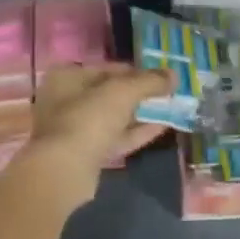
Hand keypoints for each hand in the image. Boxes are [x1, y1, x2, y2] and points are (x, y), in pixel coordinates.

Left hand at [11, 63, 172, 209]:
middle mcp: (66, 100)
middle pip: (110, 93)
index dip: (137, 71)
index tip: (161, 76)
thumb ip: (150, 81)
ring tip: (169, 109)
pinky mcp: (84, 154)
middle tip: (167, 93)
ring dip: (140, 113)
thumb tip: (174, 74)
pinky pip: (114, 137)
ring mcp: (74, 129)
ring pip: (113, 117)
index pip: (108, 68)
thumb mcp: (124, 91)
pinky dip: (136, 132)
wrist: (65, 170)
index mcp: (67, 77)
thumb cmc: (89, 118)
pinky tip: (162, 127)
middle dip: (139, 93)